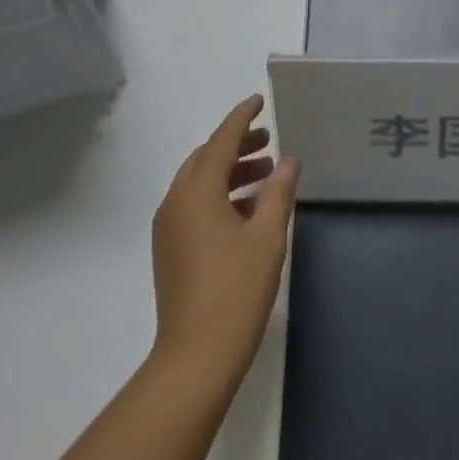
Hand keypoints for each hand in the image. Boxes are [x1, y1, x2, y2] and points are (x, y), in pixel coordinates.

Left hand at [150, 95, 300, 394]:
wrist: (195, 359)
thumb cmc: (236, 291)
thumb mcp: (267, 237)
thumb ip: (279, 192)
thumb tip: (289, 160)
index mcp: (198, 190)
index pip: (222, 139)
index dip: (242, 117)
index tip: (259, 100)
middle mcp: (177, 200)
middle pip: (207, 158)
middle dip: (237, 145)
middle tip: (268, 142)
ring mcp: (169, 226)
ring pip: (200, 182)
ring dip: (230, 171)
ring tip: (266, 174)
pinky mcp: (170, 249)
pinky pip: (195, 204)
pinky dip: (220, 195)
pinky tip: (248, 209)